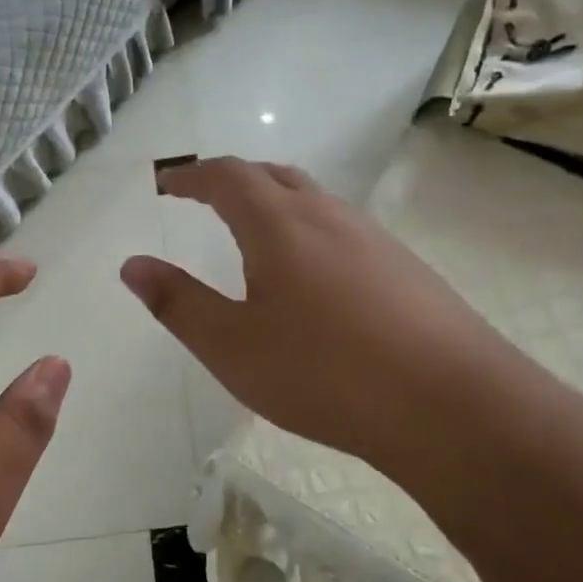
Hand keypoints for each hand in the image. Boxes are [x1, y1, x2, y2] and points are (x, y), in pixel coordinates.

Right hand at [121, 158, 521, 479]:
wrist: (450, 405)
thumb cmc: (323, 373)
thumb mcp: (232, 346)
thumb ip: (177, 302)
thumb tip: (133, 266)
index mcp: (279, 224)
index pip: (227, 176)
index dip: (191, 176)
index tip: (168, 185)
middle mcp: (328, 215)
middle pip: (273, 176)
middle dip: (233, 180)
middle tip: (206, 199)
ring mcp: (373, 239)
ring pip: (313, 201)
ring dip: (275, 203)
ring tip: (254, 234)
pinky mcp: (405, 268)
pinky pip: (343, 230)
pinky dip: (310, 232)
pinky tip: (314, 278)